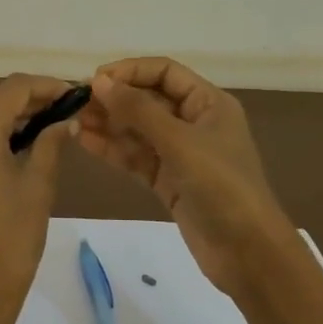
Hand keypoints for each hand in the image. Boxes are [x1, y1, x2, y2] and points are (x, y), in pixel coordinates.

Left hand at [0, 75, 74, 323]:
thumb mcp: (38, 187)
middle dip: (27, 98)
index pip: (13, 89)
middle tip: (62, 110)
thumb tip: (65, 120)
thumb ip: (51, 143)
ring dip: (8, 115)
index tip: (74, 93)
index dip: (46, 86)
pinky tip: (15, 147)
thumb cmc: (12, 241)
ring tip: (45, 126)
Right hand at [78, 58, 300, 297]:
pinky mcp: (169, 181)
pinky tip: (86, 143)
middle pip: (148, 99)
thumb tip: (99, 81)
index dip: (130, 71)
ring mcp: (181, 153)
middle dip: (114, 99)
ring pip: (138, 130)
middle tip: (77, 105)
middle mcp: (194, 122)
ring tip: (74, 123)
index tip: (95, 80)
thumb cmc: (221, 186)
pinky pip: (136, 157)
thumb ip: (138, 110)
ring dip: (109, 124)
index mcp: (208, 103)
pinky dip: (113, 149)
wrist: (248, 252)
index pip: (164, 72)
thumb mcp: (179, 142)